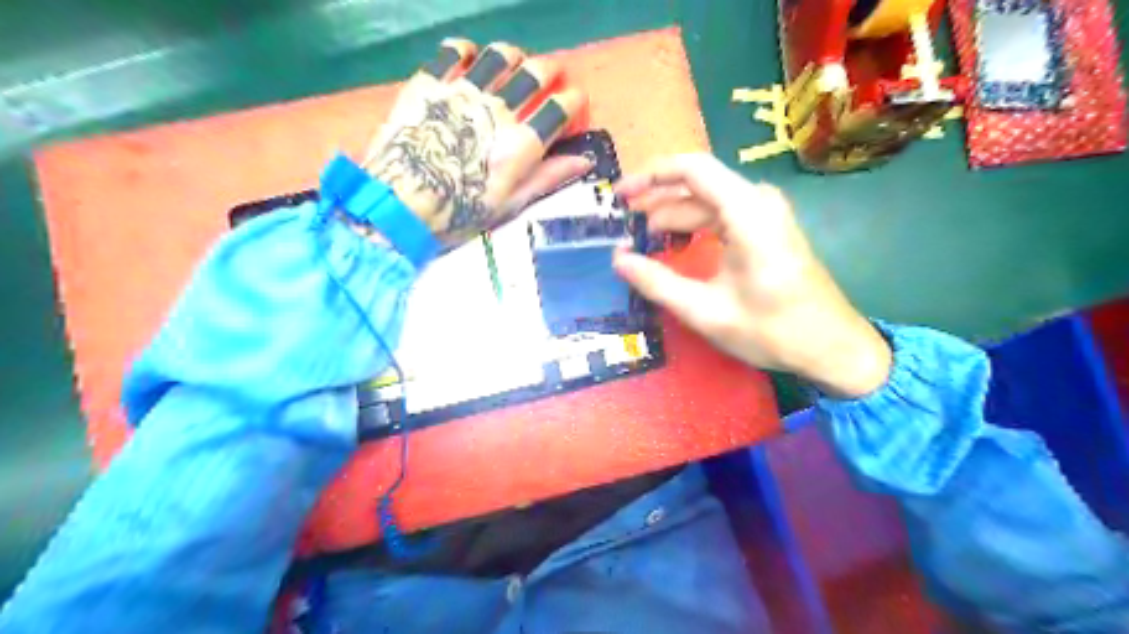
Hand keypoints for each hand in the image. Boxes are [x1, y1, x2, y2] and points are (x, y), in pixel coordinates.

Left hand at [360, 37, 591, 246]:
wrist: (398, 204)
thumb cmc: (458, 212)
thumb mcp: (509, 205)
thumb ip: (547, 177)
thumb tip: (583, 161)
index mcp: (521, 144)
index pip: (562, 106)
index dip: (575, 103)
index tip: (572, 110)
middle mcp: (498, 109)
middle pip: (537, 72)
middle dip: (553, 72)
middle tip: (550, 83)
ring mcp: (463, 91)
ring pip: (501, 54)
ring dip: (516, 58)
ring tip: (514, 68)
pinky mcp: (430, 82)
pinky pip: (454, 49)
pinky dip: (469, 49)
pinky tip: (471, 60)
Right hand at [608, 154, 892, 397]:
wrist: (831, 347)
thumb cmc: (772, 330)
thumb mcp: (705, 311)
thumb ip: (657, 282)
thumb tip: (618, 259)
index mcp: (747, 212)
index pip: (691, 168)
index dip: (650, 175)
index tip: (620, 195)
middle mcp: (758, 201)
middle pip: (697, 185)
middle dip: (656, 202)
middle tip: (623, 226)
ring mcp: (766, 213)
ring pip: (707, 201)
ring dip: (673, 217)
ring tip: (642, 241)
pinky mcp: (768, 229)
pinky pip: (722, 215)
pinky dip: (694, 227)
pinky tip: (675, 247)